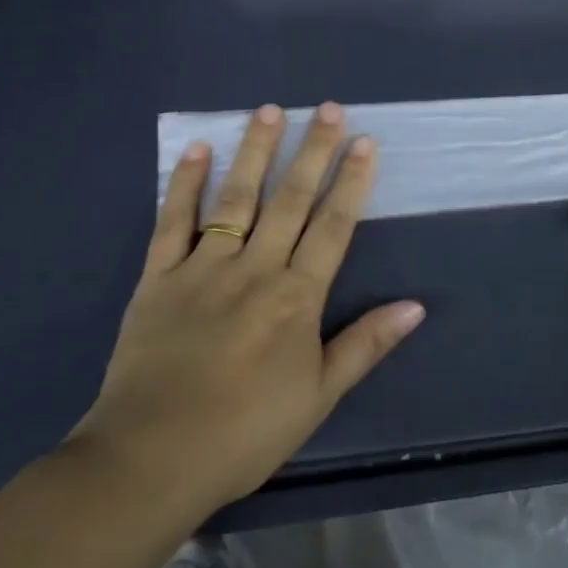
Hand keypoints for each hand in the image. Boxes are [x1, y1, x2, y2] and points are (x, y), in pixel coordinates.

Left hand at [72, 102, 424, 512]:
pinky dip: (185, 184)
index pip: (333, 227)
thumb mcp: (318, 396)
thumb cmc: (245, 432)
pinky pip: (173, 222)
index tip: (363, 142)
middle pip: (290, 200)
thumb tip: (416, 306)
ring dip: (255, 152)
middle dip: (312, 151)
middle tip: (327, 107)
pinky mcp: (157, 278)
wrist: (150, 459)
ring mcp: (203, 268)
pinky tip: (198, 149)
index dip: (351, 182)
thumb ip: (366, 344)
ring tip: (270, 110)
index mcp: (296, 298)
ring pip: (236, 198)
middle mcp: (254, 269)